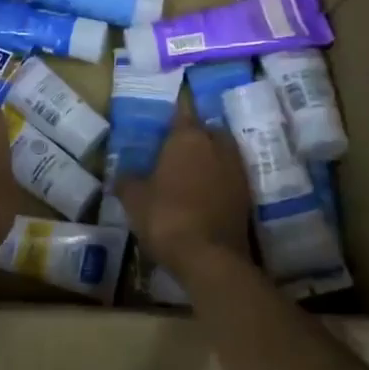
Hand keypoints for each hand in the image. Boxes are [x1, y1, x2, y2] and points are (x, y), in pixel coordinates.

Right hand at [115, 103, 252, 274]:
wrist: (209, 257)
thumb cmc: (166, 217)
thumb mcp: (134, 199)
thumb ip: (127, 181)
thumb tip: (122, 175)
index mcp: (188, 137)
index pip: (182, 112)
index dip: (173, 115)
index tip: (164, 120)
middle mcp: (217, 145)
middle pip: (207, 130)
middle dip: (194, 136)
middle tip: (175, 149)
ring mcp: (236, 169)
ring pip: (221, 153)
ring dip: (209, 158)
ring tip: (189, 172)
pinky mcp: (247, 194)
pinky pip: (229, 176)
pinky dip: (218, 180)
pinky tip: (203, 193)